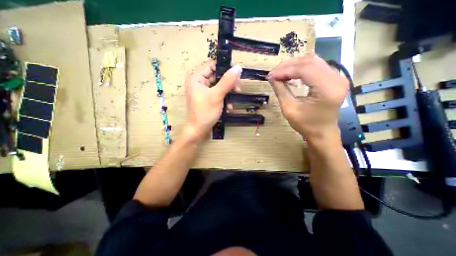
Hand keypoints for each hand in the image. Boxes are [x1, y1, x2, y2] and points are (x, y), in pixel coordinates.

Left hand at [184, 61, 243, 142]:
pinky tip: (228, 108)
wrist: (199, 130)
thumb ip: (227, 81)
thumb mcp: (217, 95)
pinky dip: (224, 100)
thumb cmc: (205, 112)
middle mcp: (199, 83)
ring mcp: (203, 92)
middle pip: (217, 77)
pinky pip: (217, 95)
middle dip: (228, 85)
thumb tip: (238, 67)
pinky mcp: (207, 99)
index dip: (225, 68)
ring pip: (219, 87)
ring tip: (232, 102)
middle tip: (237, 90)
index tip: (237, 73)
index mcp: (196, 78)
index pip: (212, 66)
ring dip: (228, 94)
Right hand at [268, 52, 347, 139]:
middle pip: (310, 61)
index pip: (305, 69)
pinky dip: (301, 68)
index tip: (271, 76)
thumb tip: (271, 78)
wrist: (322, 132)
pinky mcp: (334, 78)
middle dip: (288, 66)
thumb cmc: (305, 124)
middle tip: (274, 74)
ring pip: (313, 61)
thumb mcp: (289, 109)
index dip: (285, 70)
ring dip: (294, 65)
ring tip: (280, 73)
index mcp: (327, 89)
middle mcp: (337, 79)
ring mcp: (338, 77)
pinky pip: (316, 66)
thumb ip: (280, 91)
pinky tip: (291, 74)